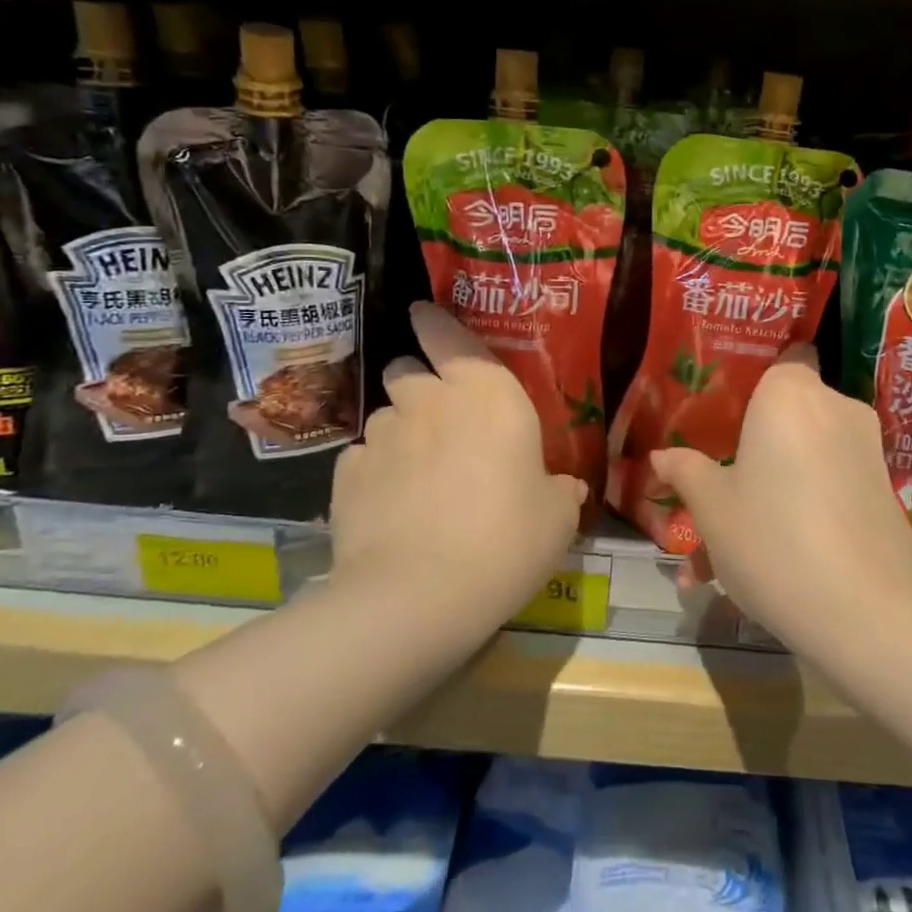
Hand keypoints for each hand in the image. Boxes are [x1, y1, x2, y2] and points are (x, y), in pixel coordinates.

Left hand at [329, 303, 585, 628]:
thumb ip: (559, 491)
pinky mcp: (347, 475)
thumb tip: (564, 488)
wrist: (418, 596)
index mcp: (488, 394)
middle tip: (438, 416)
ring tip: (416, 471)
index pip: (449, 334)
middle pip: (407, 369)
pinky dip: (376, 471)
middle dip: (418, 382)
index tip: (421, 314)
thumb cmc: (507, 540)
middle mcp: (429, 400)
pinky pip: (363, 458)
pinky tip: (390, 504)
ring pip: (385, 414)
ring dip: (400, 430)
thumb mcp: (557, 518)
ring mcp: (382, 435)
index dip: (433, 322)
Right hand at [649, 344, 911, 655]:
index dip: (746, 385)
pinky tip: (761, 571)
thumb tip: (661, 457)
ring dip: (762, 498)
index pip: (775, 359)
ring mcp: (865, 450)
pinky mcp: (883, 491)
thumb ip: (686, 472)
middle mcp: (835, 408)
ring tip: (716, 562)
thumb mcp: (713, 509)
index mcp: (790, 393)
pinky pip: (825, 488)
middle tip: (708, 499)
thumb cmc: (773, 541)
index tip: (716, 417)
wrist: (870, 615)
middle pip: (781, 419)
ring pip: (799, 463)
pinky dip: (795, 514)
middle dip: (743, 458)